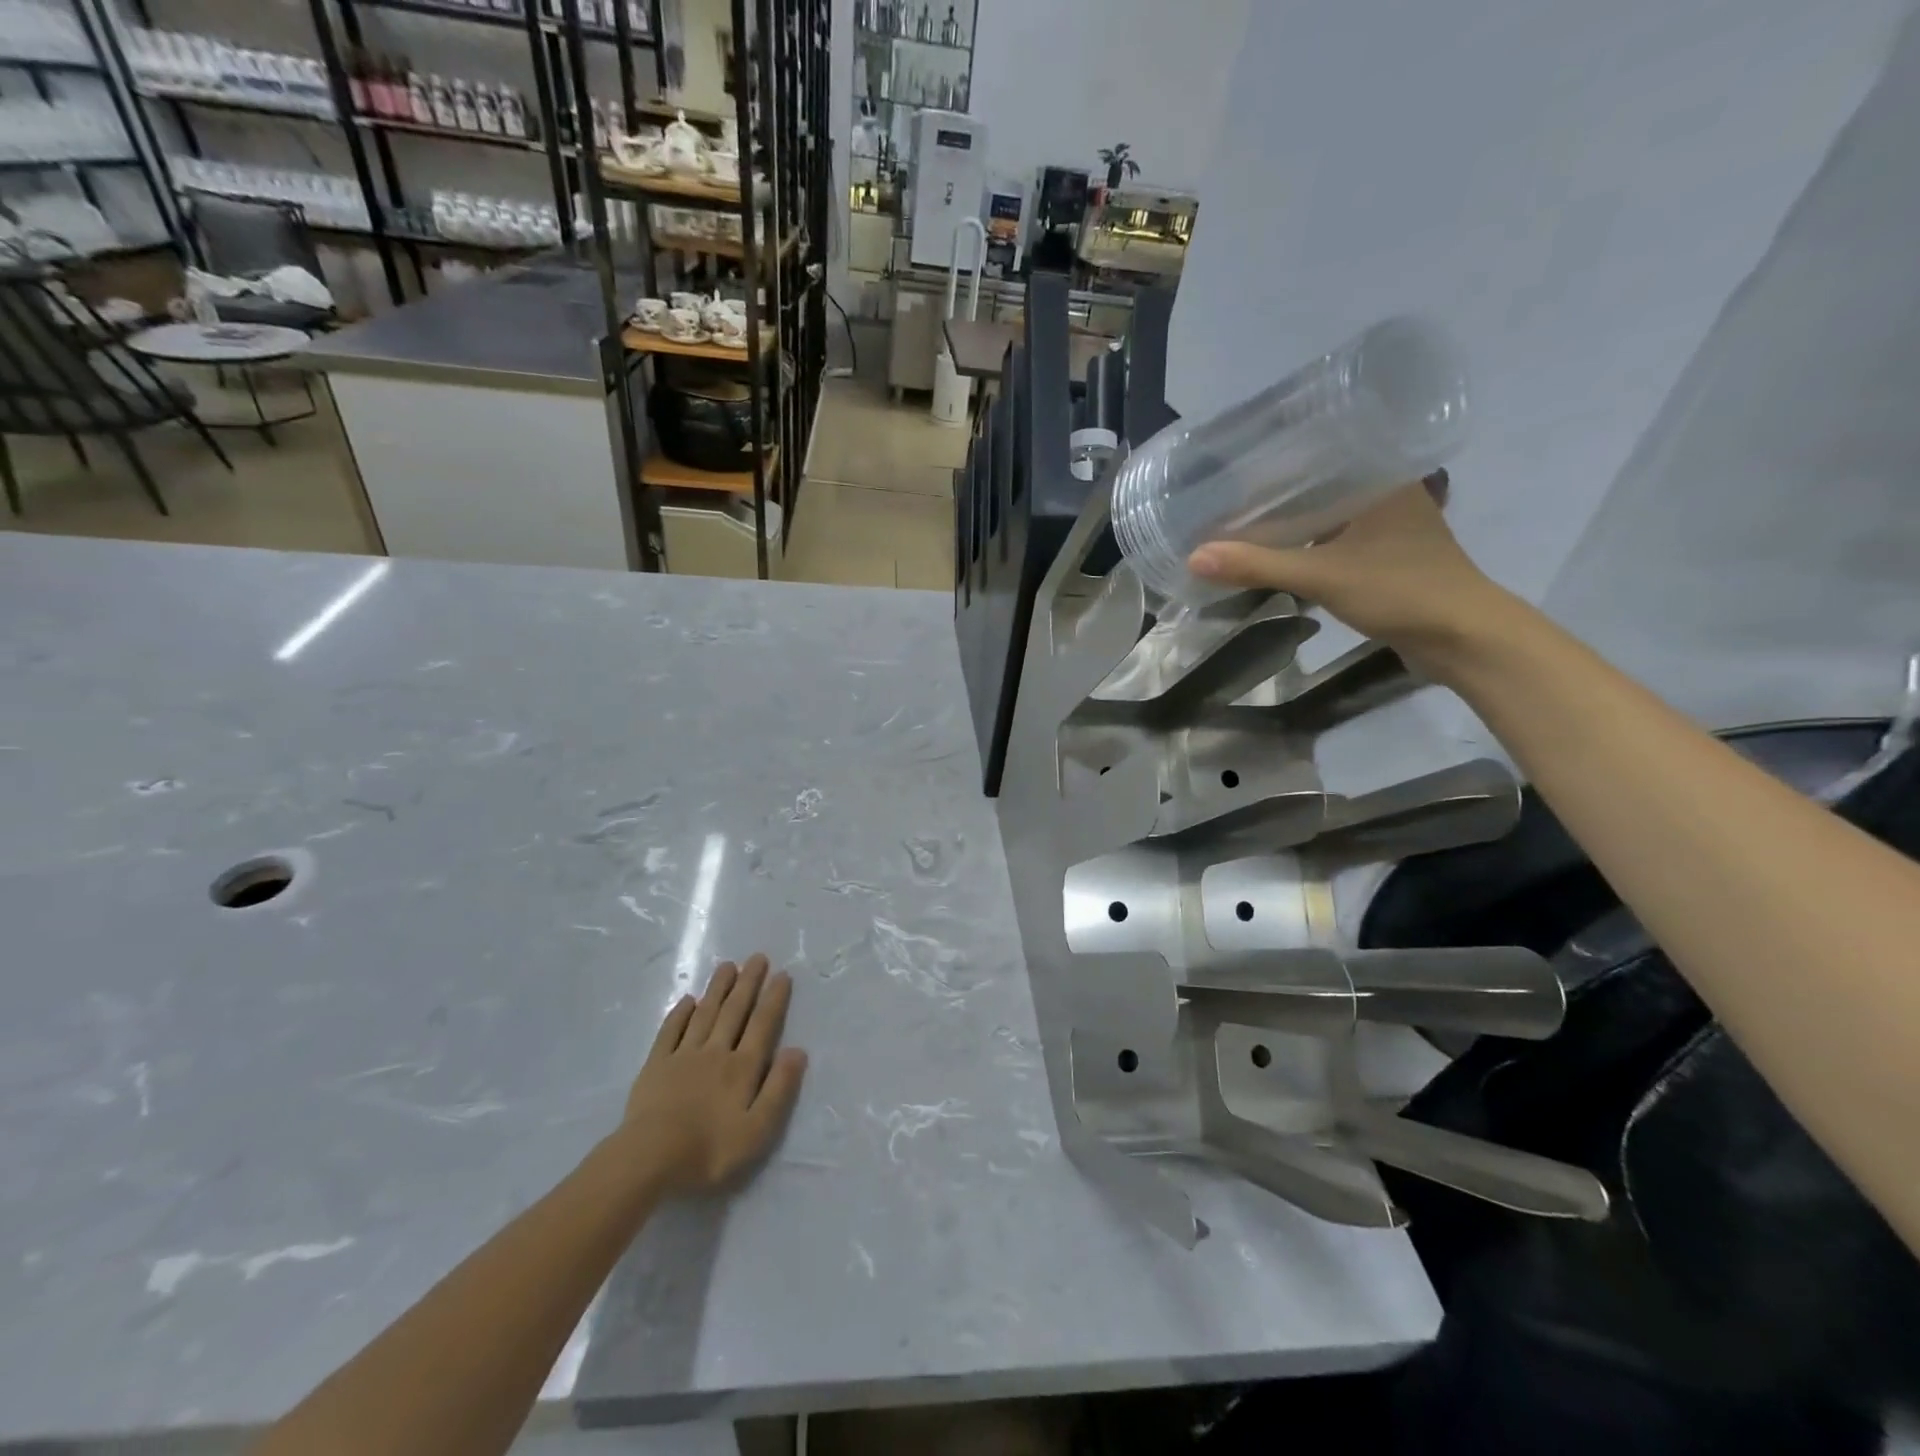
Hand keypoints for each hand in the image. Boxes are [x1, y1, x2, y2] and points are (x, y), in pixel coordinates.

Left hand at [617, 955, 806, 1197]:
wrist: (649, 1159)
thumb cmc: (709, 1151)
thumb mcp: (757, 1130)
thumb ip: (779, 1089)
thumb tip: (797, 1050)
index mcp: (742, 1068)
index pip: (762, 1025)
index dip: (773, 999)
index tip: (781, 974)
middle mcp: (716, 1052)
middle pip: (734, 1011)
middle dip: (748, 983)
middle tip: (757, 957)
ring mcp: (683, 1056)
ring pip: (705, 1014)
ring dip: (718, 989)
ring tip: (728, 965)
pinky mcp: (656, 1065)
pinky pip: (671, 1031)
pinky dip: (680, 1013)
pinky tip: (688, 1000)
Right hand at [1186, 482, 1511, 666]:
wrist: (1463, 638)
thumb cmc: (1401, 591)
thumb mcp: (1322, 576)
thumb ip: (1259, 565)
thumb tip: (1195, 557)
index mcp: (1380, 478)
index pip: (1317, 456)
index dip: (1273, 464)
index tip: (1229, 470)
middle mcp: (1386, 494)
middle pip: (1317, 488)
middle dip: (1273, 498)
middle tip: (1223, 501)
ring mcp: (1388, 528)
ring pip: (1325, 518)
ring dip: (1288, 525)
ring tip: (1239, 526)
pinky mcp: (1385, 558)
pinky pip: (1333, 543)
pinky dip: (1304, 548)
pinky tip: (1275, 555)